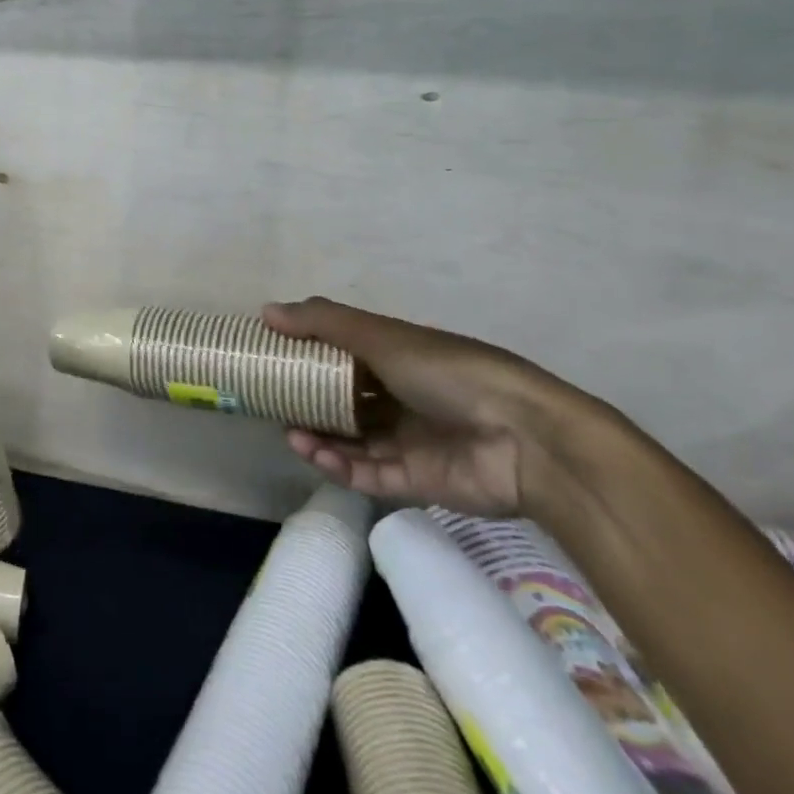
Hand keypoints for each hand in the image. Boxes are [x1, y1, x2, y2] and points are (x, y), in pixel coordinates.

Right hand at [266, 297, 597, 516]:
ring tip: (290, 434)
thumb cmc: (450, 373)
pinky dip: (340, 466)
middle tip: (274, 403)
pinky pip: (369, 473)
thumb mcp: (382, 336)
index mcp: (399, 358)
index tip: (273, 358)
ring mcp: (411, 441)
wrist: (528, 441)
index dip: (309, 355)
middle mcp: (402, 397)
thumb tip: (265, 311)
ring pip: (353, 440)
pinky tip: (314, 454)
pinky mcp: (417, 482)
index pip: (344, 355)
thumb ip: (322, 323)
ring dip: (319, 436)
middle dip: (309, 403)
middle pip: (345, 401)